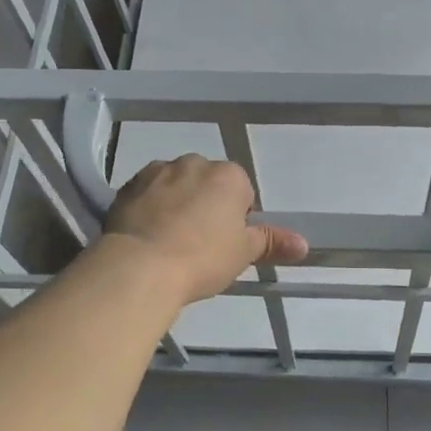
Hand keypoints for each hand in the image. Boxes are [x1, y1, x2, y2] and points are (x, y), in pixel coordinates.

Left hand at [104, 155, 308, 305]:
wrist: (139, 266)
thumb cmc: (202, 258)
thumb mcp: (243, 253)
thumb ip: (272, 243)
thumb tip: (303, 243)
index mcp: (228, 175)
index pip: (242, 191)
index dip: (236, 218)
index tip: (226, 243)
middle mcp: (193, 163)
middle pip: (206, 183)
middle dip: (205, 205)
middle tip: (199, 244)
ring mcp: (156, 172)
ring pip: (174, 186)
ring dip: (176, 204)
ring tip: (170, 241)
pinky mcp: (126, 187)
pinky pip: (146, 194)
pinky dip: (149, 209)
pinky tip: (146, 237)